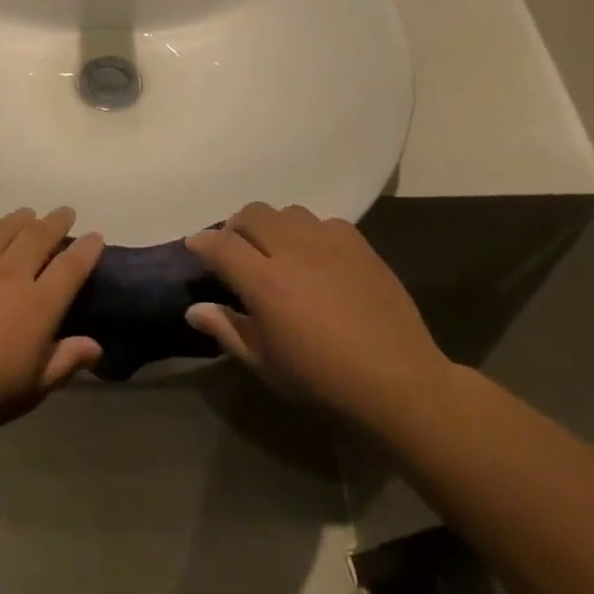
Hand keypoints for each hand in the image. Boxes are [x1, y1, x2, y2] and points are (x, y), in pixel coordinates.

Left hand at [0, 208, 103, 436]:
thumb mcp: (30, 389)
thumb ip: (64, 362)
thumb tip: (96, 346)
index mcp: (38, 305)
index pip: (71, 267)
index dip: (86, 249)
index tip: (95, 237)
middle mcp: (9, 274)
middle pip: (38, 237)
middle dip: (56, 221)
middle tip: (64, 211)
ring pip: (1, 229)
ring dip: (18, 218)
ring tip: (26, 213)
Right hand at [184, 203, 451, 425]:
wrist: (399, 381)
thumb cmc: (323, 380)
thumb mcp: (265, 363)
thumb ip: (227, 329)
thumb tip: (194, 309)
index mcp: (264, 281)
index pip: (219, 244)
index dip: (201, 242)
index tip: (194, 248)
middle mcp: (292, 250)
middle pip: (252, 214)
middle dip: (235, 227)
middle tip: (235, 251)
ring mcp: (329, 243)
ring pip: (287, 212)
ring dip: (272, 225)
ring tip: (276, 250)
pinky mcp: (359, 245)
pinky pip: (323, 222)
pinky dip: (309, 233)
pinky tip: (316, 258)